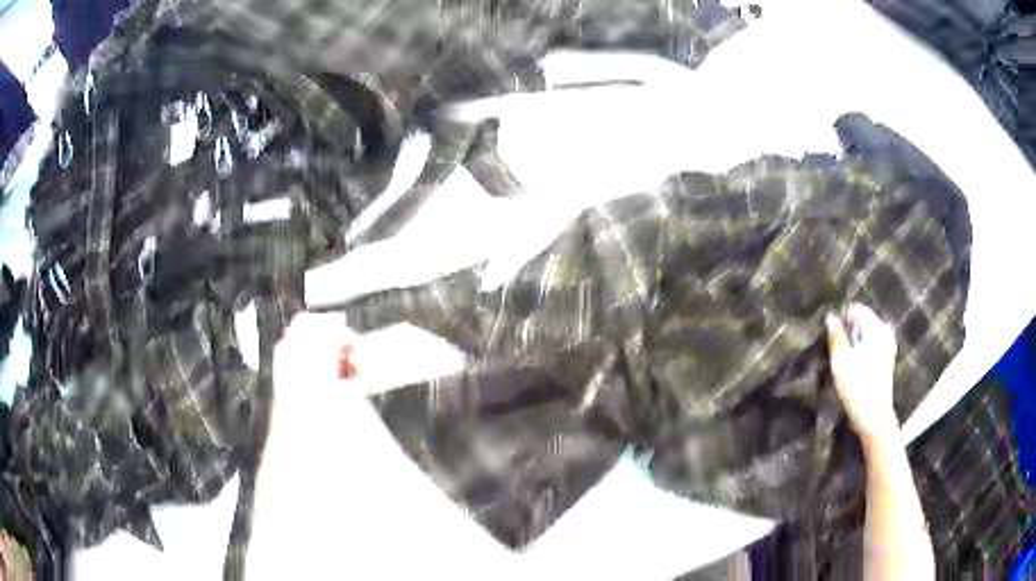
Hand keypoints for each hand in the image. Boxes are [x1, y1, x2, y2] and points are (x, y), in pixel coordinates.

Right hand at [826, 303, 900, 440]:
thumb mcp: (841, 361)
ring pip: (868, 332)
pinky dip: (863, 347)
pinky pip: (873, 342)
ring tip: (844, 354)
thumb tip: (831, 317)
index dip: (841, 317)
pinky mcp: (888, 358)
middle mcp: (885, 332)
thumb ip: (836, 336)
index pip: (856, 309)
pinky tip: (855, 362)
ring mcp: (888, 345)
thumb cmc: (857, 387)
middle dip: (849, 328)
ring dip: (855, 339)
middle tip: (835, 345)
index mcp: (875, 328)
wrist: (874, 416)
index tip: (830, 332)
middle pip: (863, 319)